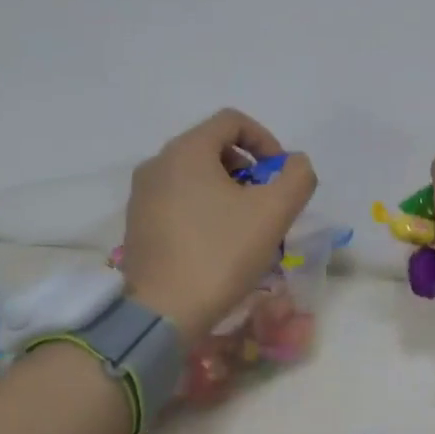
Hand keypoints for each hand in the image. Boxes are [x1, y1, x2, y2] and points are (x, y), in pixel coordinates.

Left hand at [121, 109, 317, 335]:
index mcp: (186, 151)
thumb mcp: (273, 213)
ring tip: (246, 226)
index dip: (266, 140)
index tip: (281, 175)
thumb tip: (295, 163)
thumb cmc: (220, 254)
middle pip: (213, 147)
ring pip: (195, 175)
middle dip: (248, 169)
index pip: (232, 121)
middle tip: (266, 202)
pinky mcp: (137, 223)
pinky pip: (178, 199)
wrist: (162, 312)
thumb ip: (297, 178)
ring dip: (227, 190)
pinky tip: (218, 243)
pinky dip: (204, 207)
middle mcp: (157, 163)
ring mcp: (142, 194)